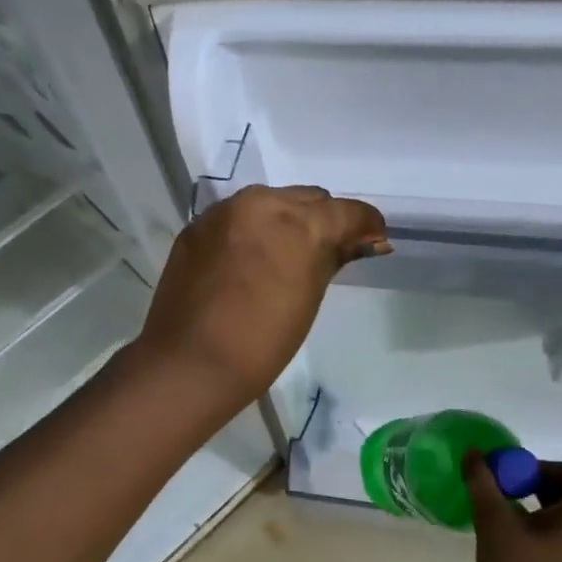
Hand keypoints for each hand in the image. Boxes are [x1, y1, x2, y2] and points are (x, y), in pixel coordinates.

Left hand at [136, 185, 387, 408]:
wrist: (190, 362)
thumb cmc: (263, 342)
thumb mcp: (308, 298)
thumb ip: (332, 258)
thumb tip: (359, 242)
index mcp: (300, 223)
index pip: (347, 211)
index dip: (366, 225)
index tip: (371, 241)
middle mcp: (263, 203)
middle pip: (309, 199)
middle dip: (323, 220)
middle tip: (328, 252)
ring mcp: (225, 211)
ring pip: (271, 202)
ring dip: (285, 220)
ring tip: (285, 255)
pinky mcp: (197, 225)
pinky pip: (236, 217)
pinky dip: (251, 230)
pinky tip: (248, 261)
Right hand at [463, 453, 561, 561]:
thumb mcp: (494, 522)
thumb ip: (483, 483)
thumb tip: (473, 453)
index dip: (554, 465)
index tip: (522, 478)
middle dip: (542, 484)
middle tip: (509, 493)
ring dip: (544, 506)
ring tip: (510, 516)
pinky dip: (550, 528)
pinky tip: (519, 540)